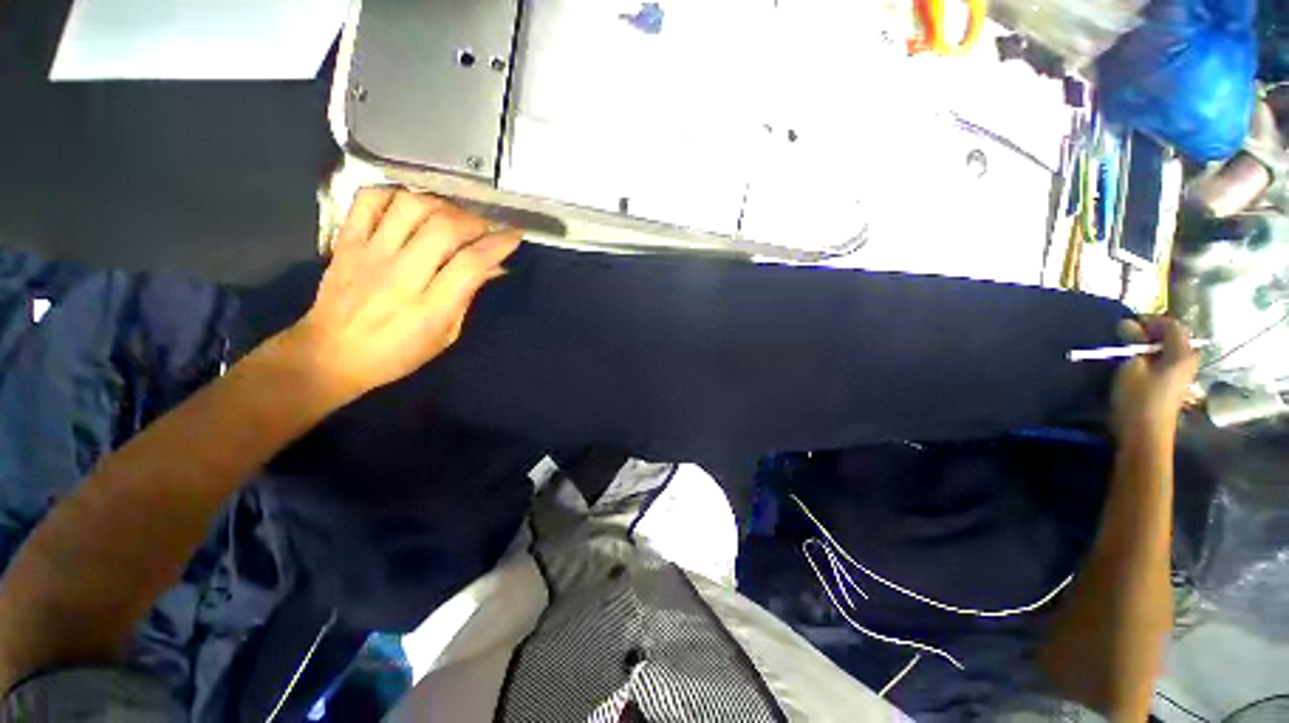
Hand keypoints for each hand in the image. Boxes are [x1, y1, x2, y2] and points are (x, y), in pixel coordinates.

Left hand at [281, 188, 520, 398]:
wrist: (330, 355)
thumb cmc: (397, 353)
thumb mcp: (445, 335)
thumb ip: (467, 296)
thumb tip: (493, 267)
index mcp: (430, 308)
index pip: (471, 264)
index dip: (498, 244)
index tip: (513, 235)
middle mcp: (401, 276)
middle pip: (444, 229)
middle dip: (474, 221)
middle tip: (483, 227)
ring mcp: (370, 254)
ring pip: (410, 206)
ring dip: (440, 205)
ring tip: (450, 216)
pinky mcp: (346, 242)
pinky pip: (369, 200)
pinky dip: (395, 193)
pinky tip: (411, 207)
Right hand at [1110, 316, 1199, 442]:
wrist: (1145, 437)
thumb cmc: (1138, 399)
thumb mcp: (1131, 367)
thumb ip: (1132, 343)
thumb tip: (1127, 324)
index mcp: (1183, 353)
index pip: (1170, 324)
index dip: (1149, 320)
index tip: (1125, 324)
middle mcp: (1188, 360)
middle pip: (1171, 337)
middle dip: (1148, 333)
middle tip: (1124, 337)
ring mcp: (1182, 375)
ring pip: (1166, 350)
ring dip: (1147, 347)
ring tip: (1126, 351)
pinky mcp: (1172, 386)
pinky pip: (1163, 362)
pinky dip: (1150, 358)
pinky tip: (1135, 366)